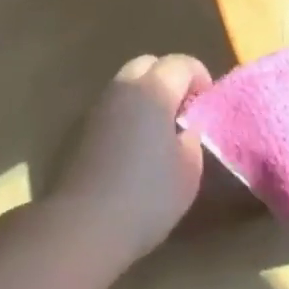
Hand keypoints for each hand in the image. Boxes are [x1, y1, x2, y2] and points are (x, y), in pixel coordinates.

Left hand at [52, 53, 212, 256]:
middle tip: (184, 110)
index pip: (180, 63)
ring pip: (126, 85)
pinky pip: (112, 109)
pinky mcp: (81, 132)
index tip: (207, 102)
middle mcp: (123, 90)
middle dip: (169, 78)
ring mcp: (98, 110)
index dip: (199, 76)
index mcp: (153, 92)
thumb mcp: (189, 170)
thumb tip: (185, 130)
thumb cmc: (148, 196)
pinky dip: (128, 115)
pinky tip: (136, 147)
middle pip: (147, 64)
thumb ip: (192, 139)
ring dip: (146, 96)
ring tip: (161, 130)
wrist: (85, 224)